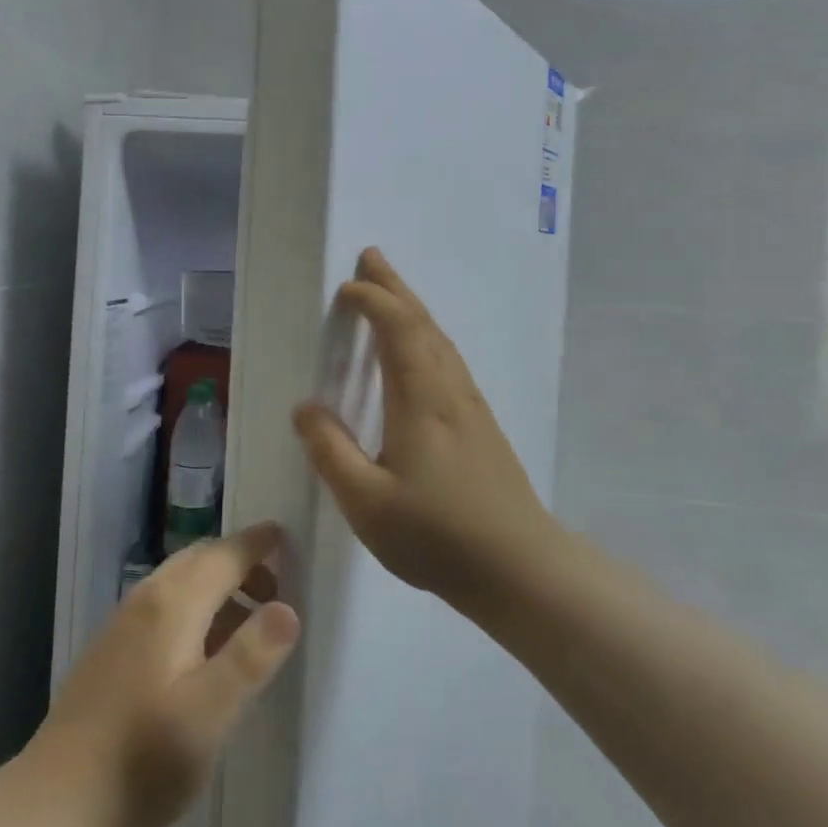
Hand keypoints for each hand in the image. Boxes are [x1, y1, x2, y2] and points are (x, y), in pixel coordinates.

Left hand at [28, 523, 300, 826]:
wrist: (61, 800)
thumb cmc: (146, 755)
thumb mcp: (211, 711)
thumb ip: (251, 656)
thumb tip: (289, 607)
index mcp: (173, 603)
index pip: (223, 555)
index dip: (256, 544)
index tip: (284, 534)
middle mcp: (146, 599)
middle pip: (199, 559)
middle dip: (239, 563)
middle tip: (277, 587)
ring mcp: (124, 622)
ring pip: (179, 581)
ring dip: (216, 585)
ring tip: (248, 621)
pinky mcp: (112, 648)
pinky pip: (163, 604)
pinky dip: (194, 606)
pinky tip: (203, 649)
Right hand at [294, 247, 558, 613]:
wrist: (521, 569)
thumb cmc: (437, 534)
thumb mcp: (366, 501)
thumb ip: (330, 451)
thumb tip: (306, 407)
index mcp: (421, 398)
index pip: (397, 329)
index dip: (372, 301)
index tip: (345, 290)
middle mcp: (449, 389)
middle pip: (422, 322)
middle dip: (394, 287)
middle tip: (371, 257)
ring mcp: (471, 406)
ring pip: (440, 339)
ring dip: (412, 308)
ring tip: (391, 293)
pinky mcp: (481, 425)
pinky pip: (448, 359)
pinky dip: (427, 336)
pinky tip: (422, 352)